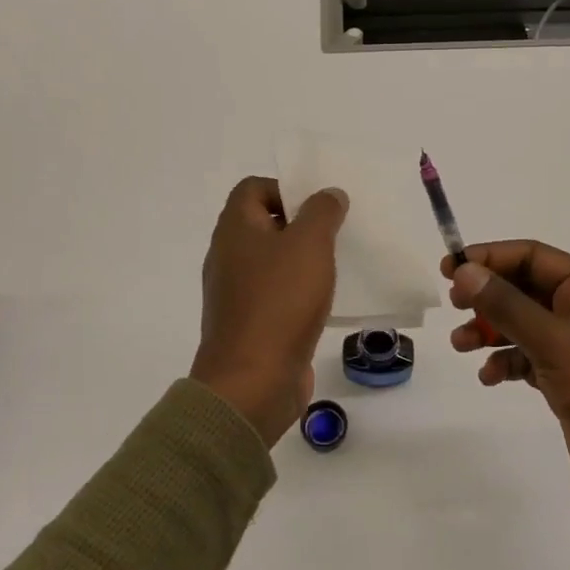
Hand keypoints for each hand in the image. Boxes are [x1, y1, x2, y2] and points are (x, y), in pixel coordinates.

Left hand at [190, 177, 348, 446]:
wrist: (253, 382)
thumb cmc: (279, 302)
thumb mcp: (309, 245)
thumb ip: (322, 212)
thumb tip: (328, 194)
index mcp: (235, 229)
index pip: (253, 188)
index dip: (286, 188)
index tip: (318, 206)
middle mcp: (230, 256)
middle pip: (264, 224)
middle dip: (302, 224)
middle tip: (337, 231)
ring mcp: (238, 293)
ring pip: (274, 262)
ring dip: (304, 259)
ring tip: (340, 264)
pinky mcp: (251, 324)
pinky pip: (278, 295)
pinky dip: (300, 292)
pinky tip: (329, 301)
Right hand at [444, 242, 569, 507]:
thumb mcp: (555, 343)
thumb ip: (507, 305)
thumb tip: (465, 271)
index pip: (533, 257)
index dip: (490, 257)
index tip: (451, 268)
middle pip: (523, 289)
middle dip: (486, 296)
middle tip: (454, 305)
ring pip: (521, 325)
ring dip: (488, 331)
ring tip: (460, 345)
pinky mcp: (567, 381)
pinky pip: (526, 358)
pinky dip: (504, 362)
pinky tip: (489, 377)